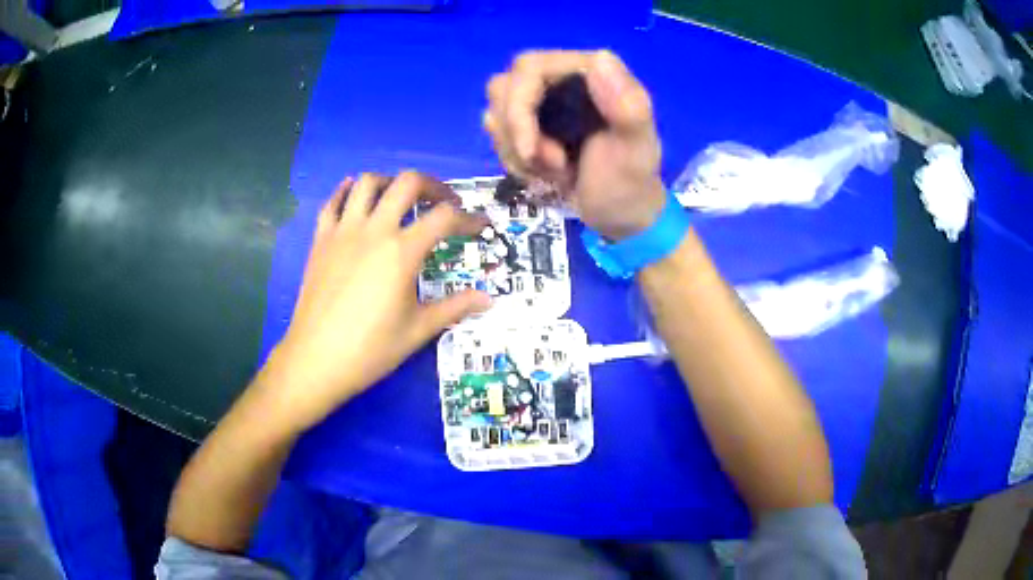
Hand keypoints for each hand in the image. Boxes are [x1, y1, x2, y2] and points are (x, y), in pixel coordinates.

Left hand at [257, 172, 491, 431]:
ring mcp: (343, 231)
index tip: (480, 225)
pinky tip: (354, 192)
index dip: (469, 218)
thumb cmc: (370, 349)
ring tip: (400, 196)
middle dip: (433, 186)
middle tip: (444, 202)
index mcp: (402, 252)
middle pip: (408, 183)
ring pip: (367, 183)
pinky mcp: (321, 240)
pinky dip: (345, 191)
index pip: (445, 218)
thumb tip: (488, 299)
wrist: (316, 360)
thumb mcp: (418, 330)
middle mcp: (374, 230)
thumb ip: (455, 307)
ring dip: (390, 182)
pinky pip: (332, 202)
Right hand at [484, 50, 665, 239]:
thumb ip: (629, 106)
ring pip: (496, 111)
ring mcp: (542, 99)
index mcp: (590, 71)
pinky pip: (497, 132)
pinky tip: (544, 172)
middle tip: (553, 164)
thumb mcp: (636, 149)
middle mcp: (561, 76)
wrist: (619, 214)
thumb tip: (600, 58)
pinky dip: (514, 159)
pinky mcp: (529, 120)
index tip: (530, 151)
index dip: (519, 109)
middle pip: (503, 87)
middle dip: (517, 134)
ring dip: (516, 150)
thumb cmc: (630, 183)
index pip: (529, 68)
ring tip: (556, 170)